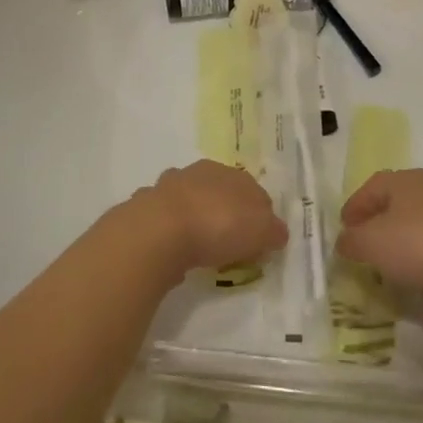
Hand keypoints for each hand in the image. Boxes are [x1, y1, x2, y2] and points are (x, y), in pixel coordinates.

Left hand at [126, 161, 287, 277]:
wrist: (160, 231)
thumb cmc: (218, 225)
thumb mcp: (261, 231)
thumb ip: (273, 231)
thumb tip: (277, 232)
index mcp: (230, 173)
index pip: (252, 190)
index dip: (258, 215)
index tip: (259, 240)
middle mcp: (200, 173)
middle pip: (218, 192)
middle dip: (224, 212)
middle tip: (230, 243)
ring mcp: (169, 187)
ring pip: (188, 200)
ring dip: (194, 218)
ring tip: (199, 246)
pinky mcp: (145, 206)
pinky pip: (164, 219)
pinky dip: (170, 231)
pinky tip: (173, 249)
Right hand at [335, 169, 422, 293]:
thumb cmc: (419, 243)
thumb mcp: (371, 243)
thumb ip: (352, 241)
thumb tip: (344, 241)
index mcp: (404, 179)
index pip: (372, 186)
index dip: (355, 206)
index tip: (343, 228)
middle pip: (397, 203)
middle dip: (379, 223)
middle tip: (365, 245)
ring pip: (419, 224)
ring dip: (404, 241)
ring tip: (391, 266)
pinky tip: (421, 277)